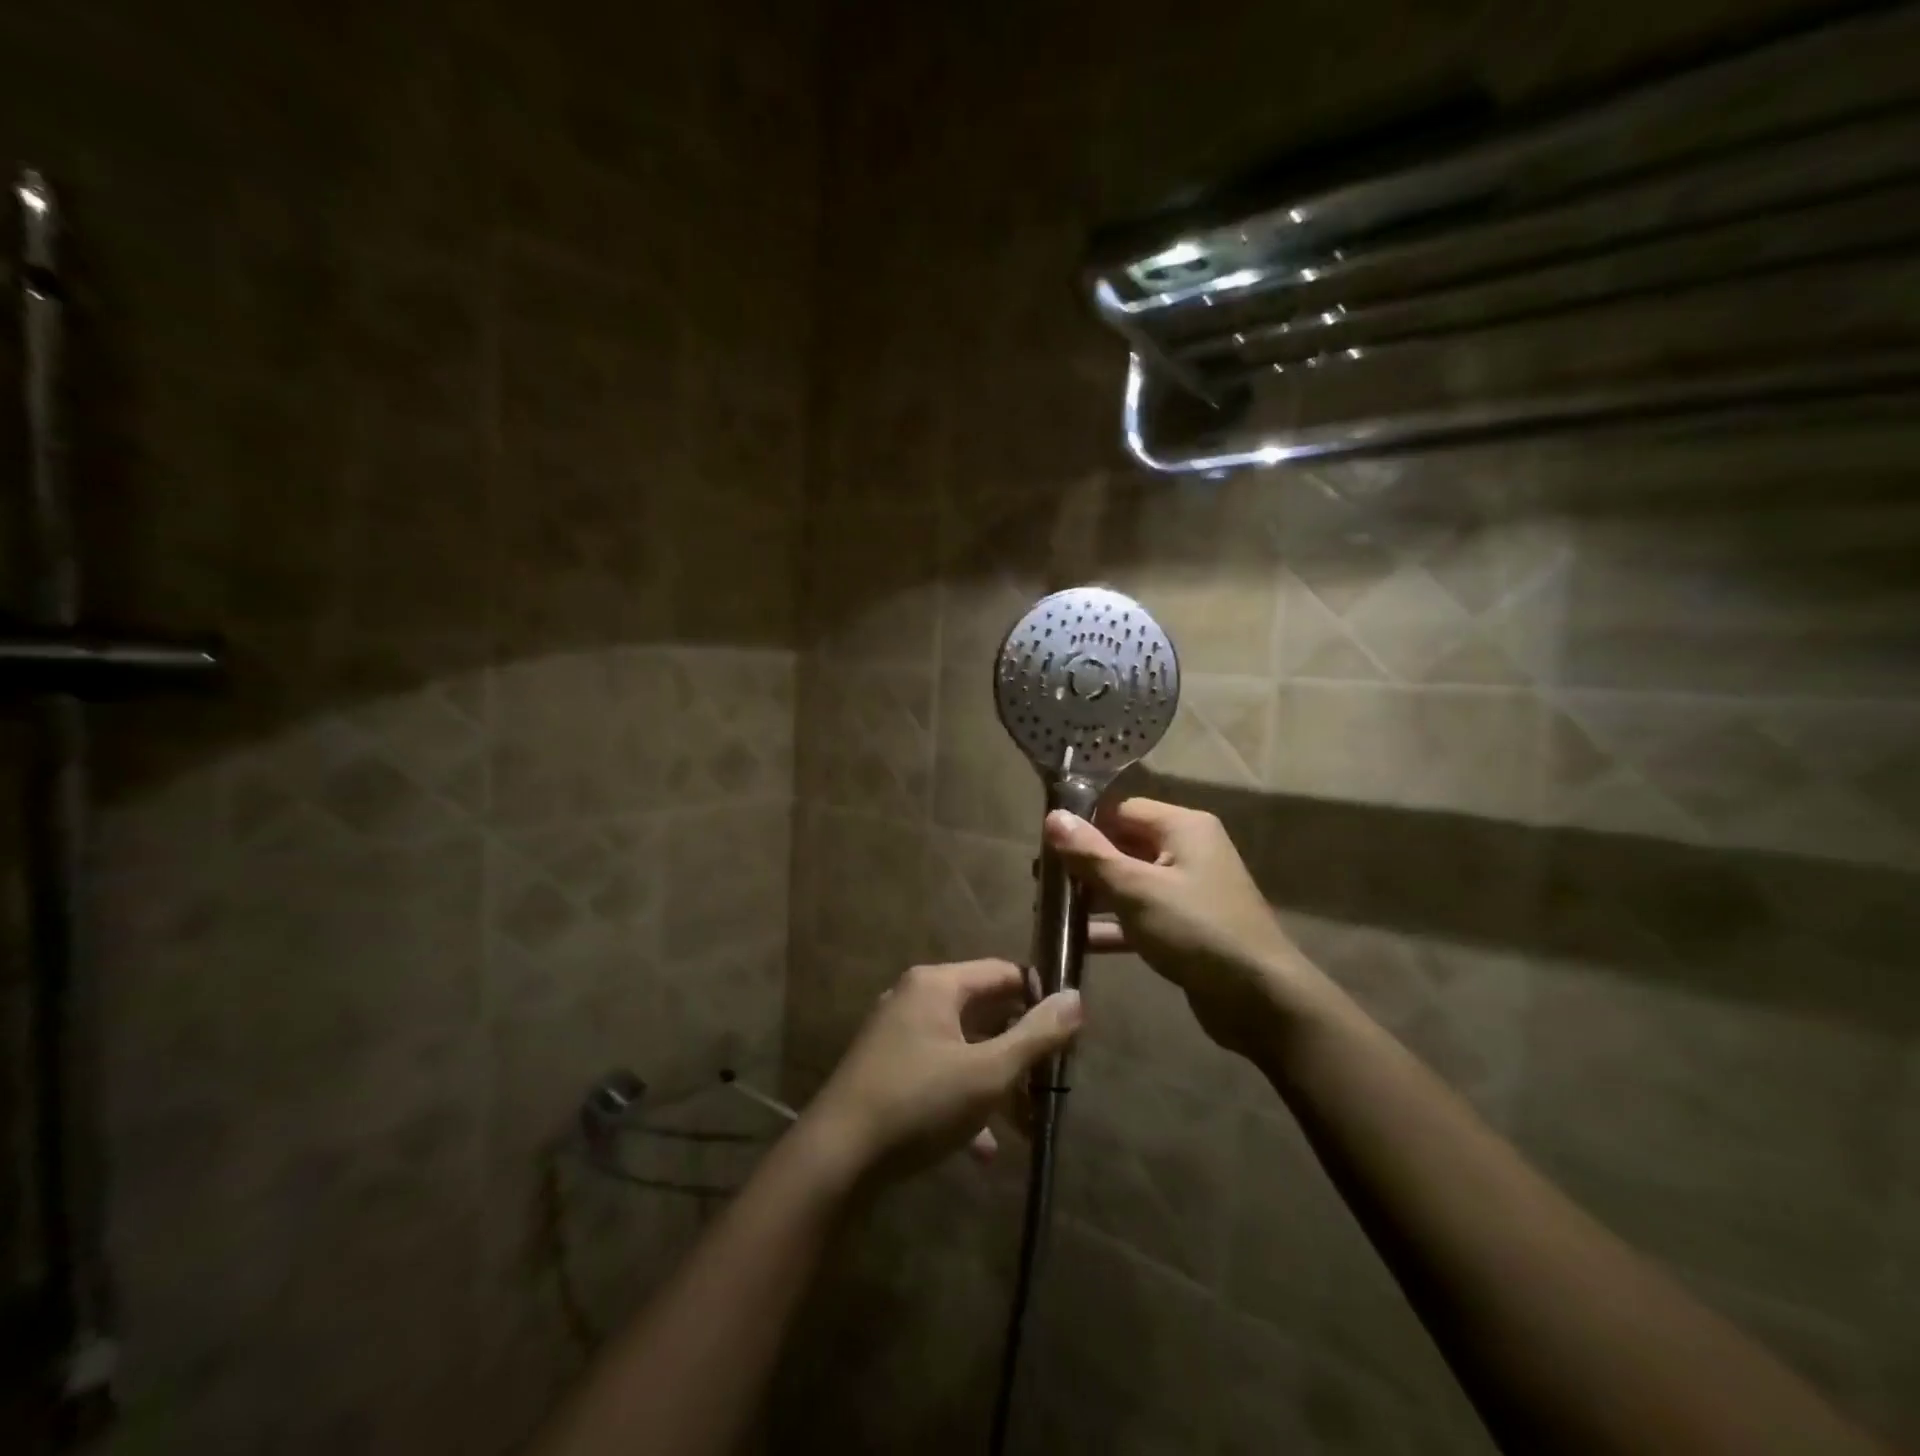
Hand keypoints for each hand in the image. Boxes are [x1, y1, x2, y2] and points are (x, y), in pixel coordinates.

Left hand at [802, 959, 1083, 1181]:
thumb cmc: (919, 1102)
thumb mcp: (988, 1072)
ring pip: (963, 1048)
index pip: (1002, 973)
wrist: (836, 1159)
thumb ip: (1036, 1035)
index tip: (1068, 1032)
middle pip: (984, 1012)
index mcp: (937, 985)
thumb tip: (1077, 997)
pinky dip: (964, 1101)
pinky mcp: (887, 1070)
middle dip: (1019, 1050)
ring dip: (996, 1083)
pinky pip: (939, 1074)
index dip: (1039, 997)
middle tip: (1051, 1081)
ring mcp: (897, 1035)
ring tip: (1026, 1124)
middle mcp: (914, 998)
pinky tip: (984, 1149)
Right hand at [1045, 799, 1318, 1052]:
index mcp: (1183, 827)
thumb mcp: (1136, 889)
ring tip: (1050, 910)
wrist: (1260, 999)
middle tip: (1042, 883)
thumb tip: (1053, 816)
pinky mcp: (1187, 926)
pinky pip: (1142, 915)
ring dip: (1094, 896)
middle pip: (1124, 845)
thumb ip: (1092, 854)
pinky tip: (1078, 941)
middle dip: (1084, 864)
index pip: (1122, 810)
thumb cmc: (1195, 930)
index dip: (1085, 826)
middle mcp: (1188, 850)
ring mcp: (1189, 890)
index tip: (1046, 848)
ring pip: (1131, 882)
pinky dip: (1114, 925)